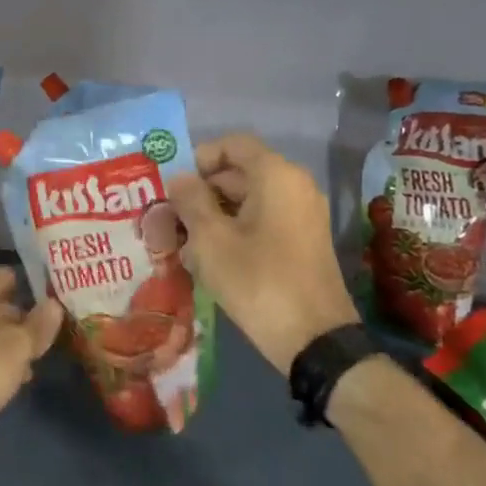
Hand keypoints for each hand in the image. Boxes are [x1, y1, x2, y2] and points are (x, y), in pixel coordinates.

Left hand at [0, 267, 61, 483]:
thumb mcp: (17, 347)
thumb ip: (38, 325)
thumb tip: (54, 304)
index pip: (6, 275)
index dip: (33, 283)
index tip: (59, 294)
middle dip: (26, 317)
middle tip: (58, 329)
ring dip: (12, 345)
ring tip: (42, 358)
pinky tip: (15, 382)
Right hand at [170, 134, 356, 374]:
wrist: (315, 341)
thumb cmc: (258, 280)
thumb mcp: (211, 240)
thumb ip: (191, 201)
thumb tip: (179, 179)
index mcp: (276, 176)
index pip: (233, 145)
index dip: (200, 158)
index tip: (174, 184)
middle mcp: (295, 186)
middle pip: (240, 172)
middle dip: (202, 190)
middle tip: (170, 215)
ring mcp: (303, 215)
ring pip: (249, 200)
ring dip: (214, 213)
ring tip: (183, 241)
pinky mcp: (303, 242)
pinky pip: (263, 220)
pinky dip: (235, 230)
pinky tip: (208, 258)